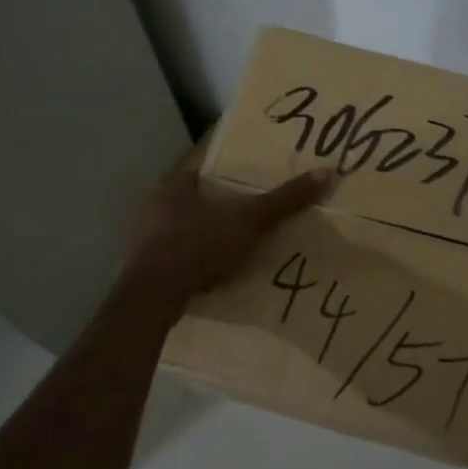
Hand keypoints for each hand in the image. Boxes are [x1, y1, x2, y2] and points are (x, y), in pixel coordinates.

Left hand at [125, 142, 332, 299]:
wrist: (155, 295)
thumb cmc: (199, 244)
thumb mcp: (250, 220)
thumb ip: (285, 200)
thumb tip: (326, 173)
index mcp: (173, 184)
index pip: (202, 173)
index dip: (224, 179)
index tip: (246, 188)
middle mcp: (152, 205)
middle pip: (192, 202)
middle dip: (215, 210)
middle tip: (245, 219)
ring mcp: (143, 238)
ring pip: (180, 230)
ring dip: (202, 237)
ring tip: (231, 248)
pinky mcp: (141, 268)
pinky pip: (173, 258)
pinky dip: (191, 262)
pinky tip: (210, 273)